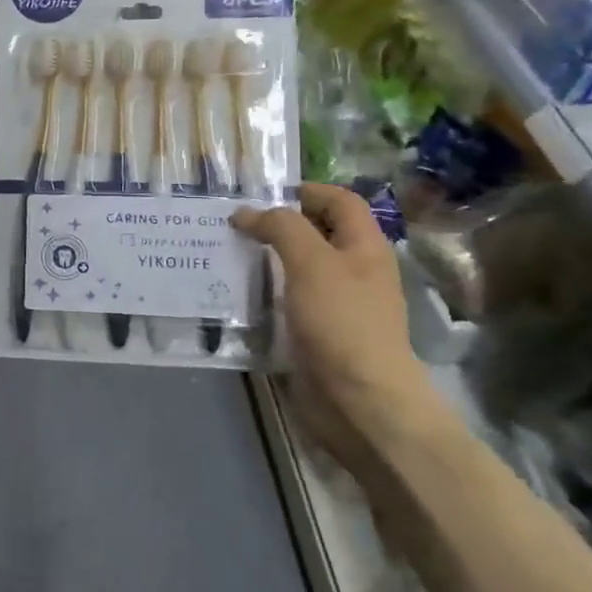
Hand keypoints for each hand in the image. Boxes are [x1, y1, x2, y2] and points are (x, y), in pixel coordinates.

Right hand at [233, 184, 436, 471]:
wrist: (359, 400)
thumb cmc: (341, 322)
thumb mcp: (311, 263)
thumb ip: (281, 228)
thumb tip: (248, 212)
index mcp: (364, 246)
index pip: (340, 201)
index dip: (305, 191)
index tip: (260, 195)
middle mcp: (354, 270)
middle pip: (317, 232)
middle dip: (278, 224)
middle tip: (233, 223)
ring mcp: (336, 303)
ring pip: (299, 267)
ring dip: (266, 258)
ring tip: (226, 254)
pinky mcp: (317, 332)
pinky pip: (289, 300)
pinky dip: (265, 291)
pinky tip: (237, 294)